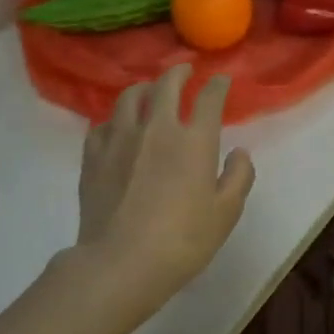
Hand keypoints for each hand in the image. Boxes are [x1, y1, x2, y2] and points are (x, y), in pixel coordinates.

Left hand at [70, 64, 255, 317]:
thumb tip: (240, 152)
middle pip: (165, 85)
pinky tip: (117, 127)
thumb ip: (238, 177)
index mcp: (194, 141)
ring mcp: (120, 140)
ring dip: (144, 88)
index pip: (208, 99)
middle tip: (184, 71)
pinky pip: (102, 124)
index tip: (221, 80)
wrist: (121, 263)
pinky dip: (115, 119)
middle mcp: (156, 129)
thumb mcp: (226, 213)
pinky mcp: (93, 156)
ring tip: (149, 90)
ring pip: (129, 97)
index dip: (217, 85)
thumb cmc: (182, 240)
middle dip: (178, 73)